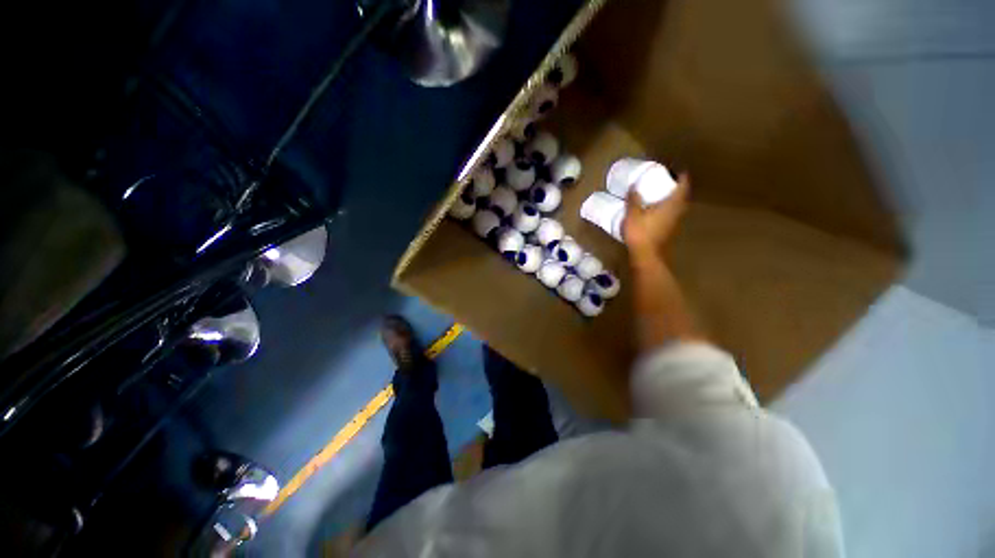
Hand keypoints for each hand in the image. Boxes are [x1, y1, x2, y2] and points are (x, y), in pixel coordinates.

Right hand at [622, 172, 689, 257]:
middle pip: (683, 196)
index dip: (681, 176)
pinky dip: (668, 209)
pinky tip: (657, 211)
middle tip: (667, 181)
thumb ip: (633, 200)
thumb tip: (633, 186)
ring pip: (678, 206)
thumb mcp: (633, 214)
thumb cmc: (641, 233)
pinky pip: (673, 215)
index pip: (683, 186)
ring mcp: (675, 223)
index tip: (676, 170)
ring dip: (673, 199)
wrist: (646, 256)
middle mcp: (678, 212)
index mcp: (672, 204)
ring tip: (662, 194)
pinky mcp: (670, 231)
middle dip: (677, 187)